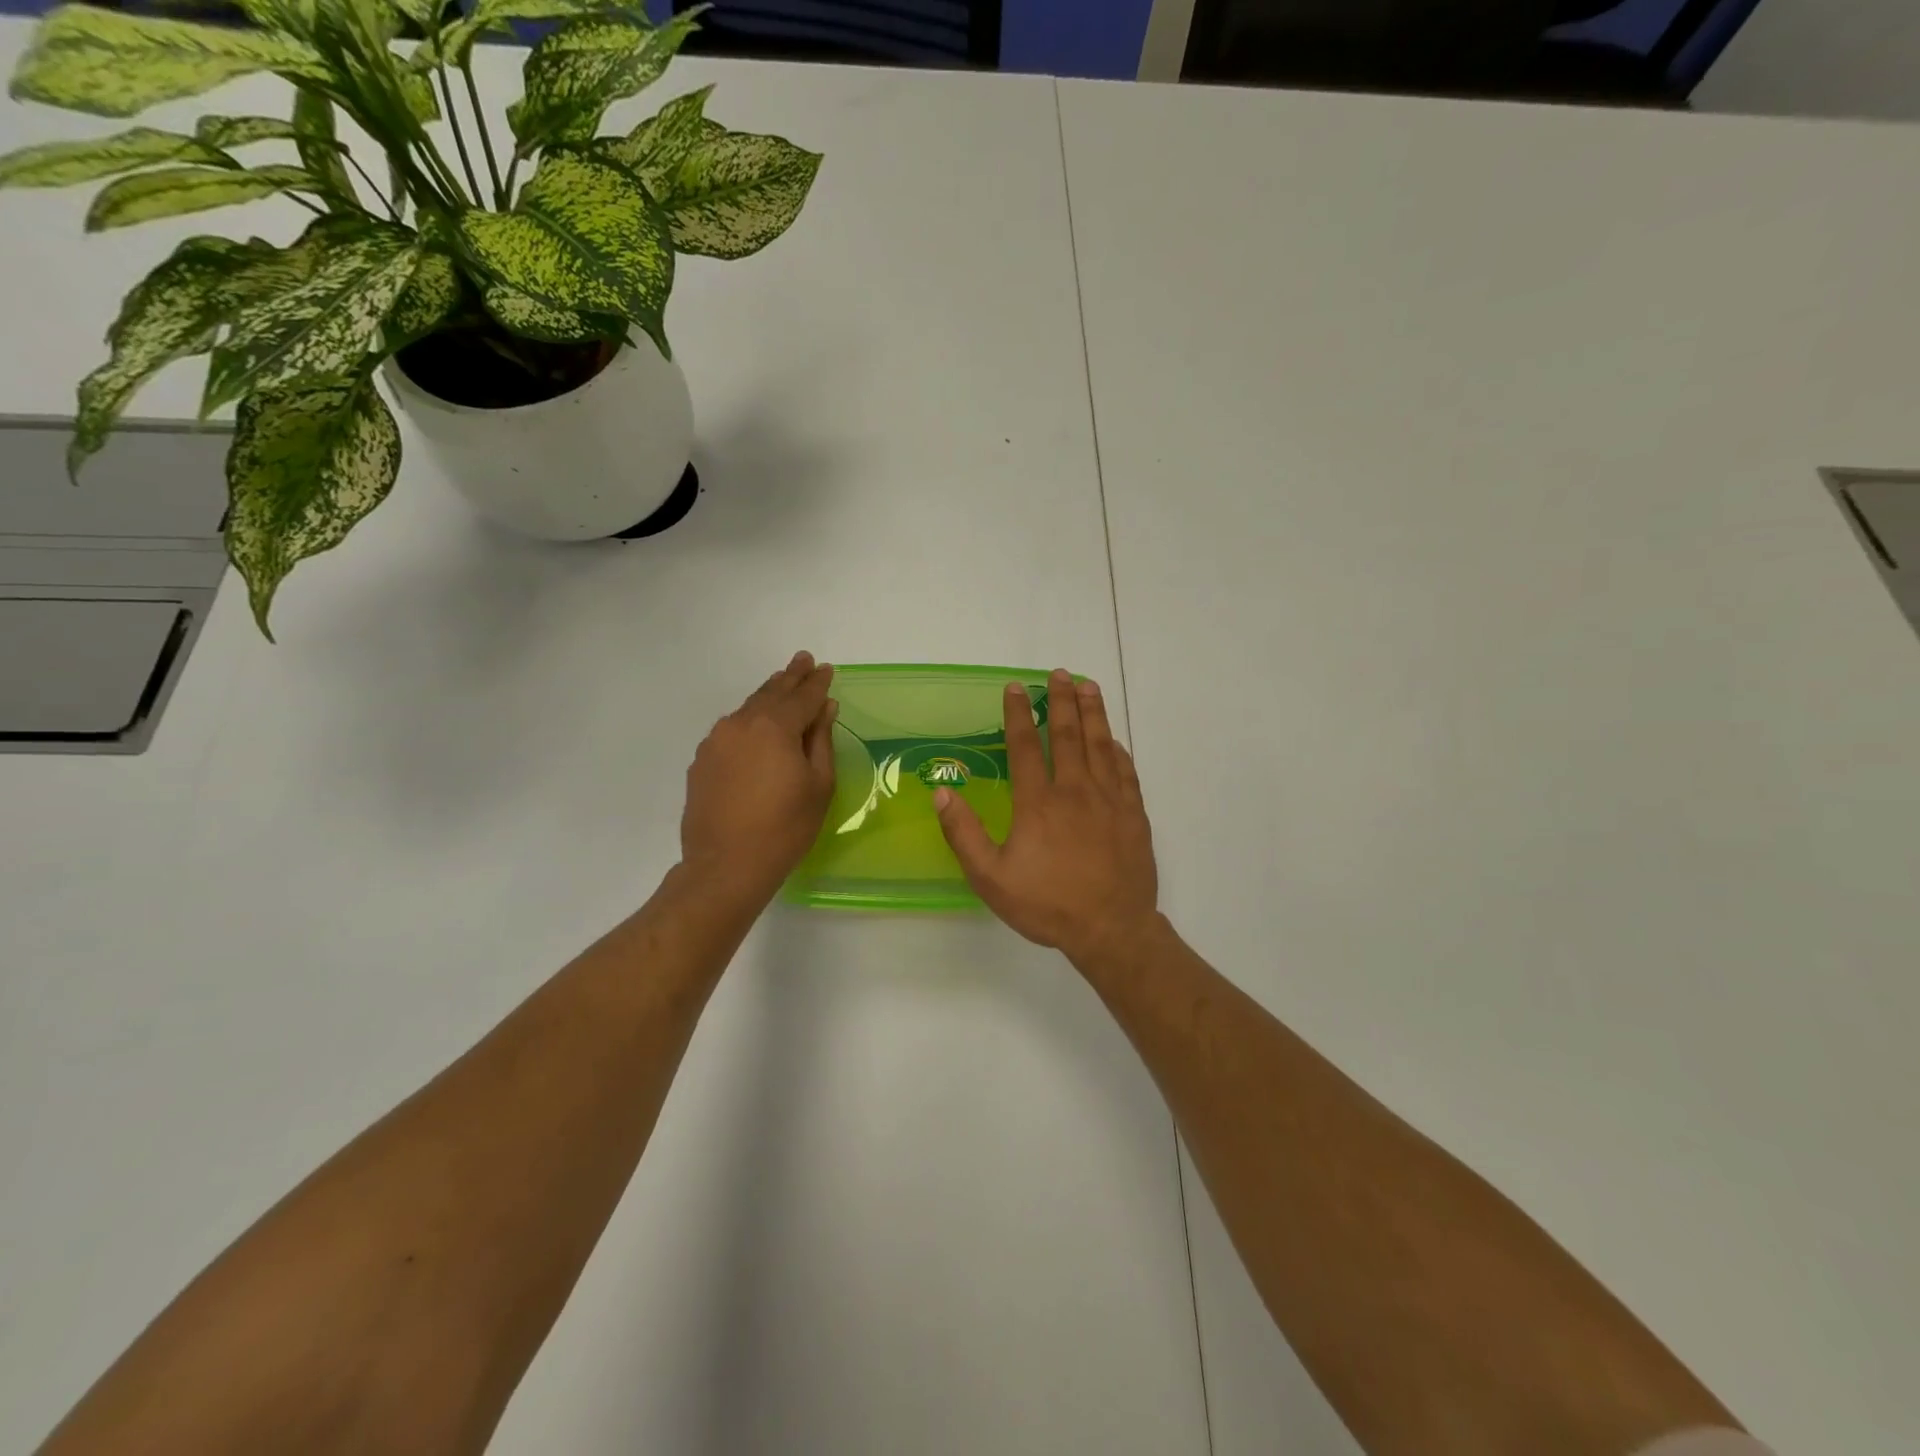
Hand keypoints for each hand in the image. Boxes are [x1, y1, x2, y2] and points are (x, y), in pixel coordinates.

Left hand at [680, 652, 837, 908]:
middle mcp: (741, 724)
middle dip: (790, 677)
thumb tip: (824, 708)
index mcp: (774, 727)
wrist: (726, 865)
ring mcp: (716, 741)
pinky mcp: (702, 760)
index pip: (802, 696)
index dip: (817, 683)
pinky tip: (755, 726)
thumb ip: (820, 740)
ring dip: (767, 695)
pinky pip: (730, 730)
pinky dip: (748, 720)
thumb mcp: (818, 785)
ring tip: (781, 684)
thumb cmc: (785, 828)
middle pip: (771, 693)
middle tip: (803, 660)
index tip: (826, 669)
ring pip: (747, 709)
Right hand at [933, 669, 1159, 967]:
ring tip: (1089, 686)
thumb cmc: (1047, 904)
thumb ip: (964, 834)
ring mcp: (1109, 800)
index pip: (1026, 746)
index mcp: (1038, 802)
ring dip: (1093, 712)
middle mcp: (1075, 790)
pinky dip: (1117, 751)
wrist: (1111, 928)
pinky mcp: (1133, 814)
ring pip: (1100, 745)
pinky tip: (1113, 740)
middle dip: (1061, 700)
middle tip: (1060, 673)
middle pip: (1068, 735)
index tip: (1016, 688)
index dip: (1019, 714)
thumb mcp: (991, 878)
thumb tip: (942, 793)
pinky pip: (1126, 771)